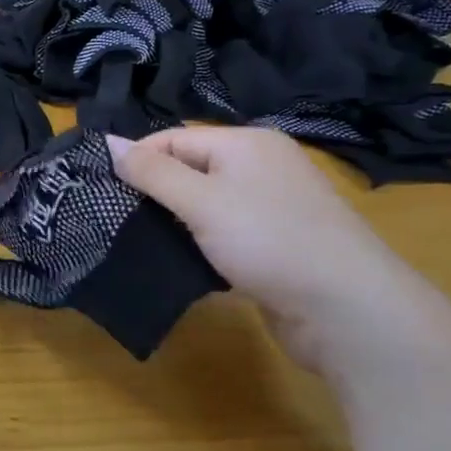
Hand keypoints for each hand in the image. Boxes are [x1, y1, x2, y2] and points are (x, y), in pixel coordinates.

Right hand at [106, 128, 436, 373]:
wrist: (348, 312)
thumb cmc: (268, 241)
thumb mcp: (201, 201)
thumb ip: (151, 172)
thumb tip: (107, 141)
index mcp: (246, 143)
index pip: (173, 139)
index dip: (136, 161)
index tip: (102, 191)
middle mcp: (261, 167)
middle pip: (189, 169)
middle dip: (153, 192)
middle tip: (113, 218)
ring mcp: (272, 208)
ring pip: (205, 204)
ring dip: (174, 222)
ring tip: (136, 241)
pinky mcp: (275, 245)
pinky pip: (224, 233)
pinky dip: (199, 244)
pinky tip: (179, 262)